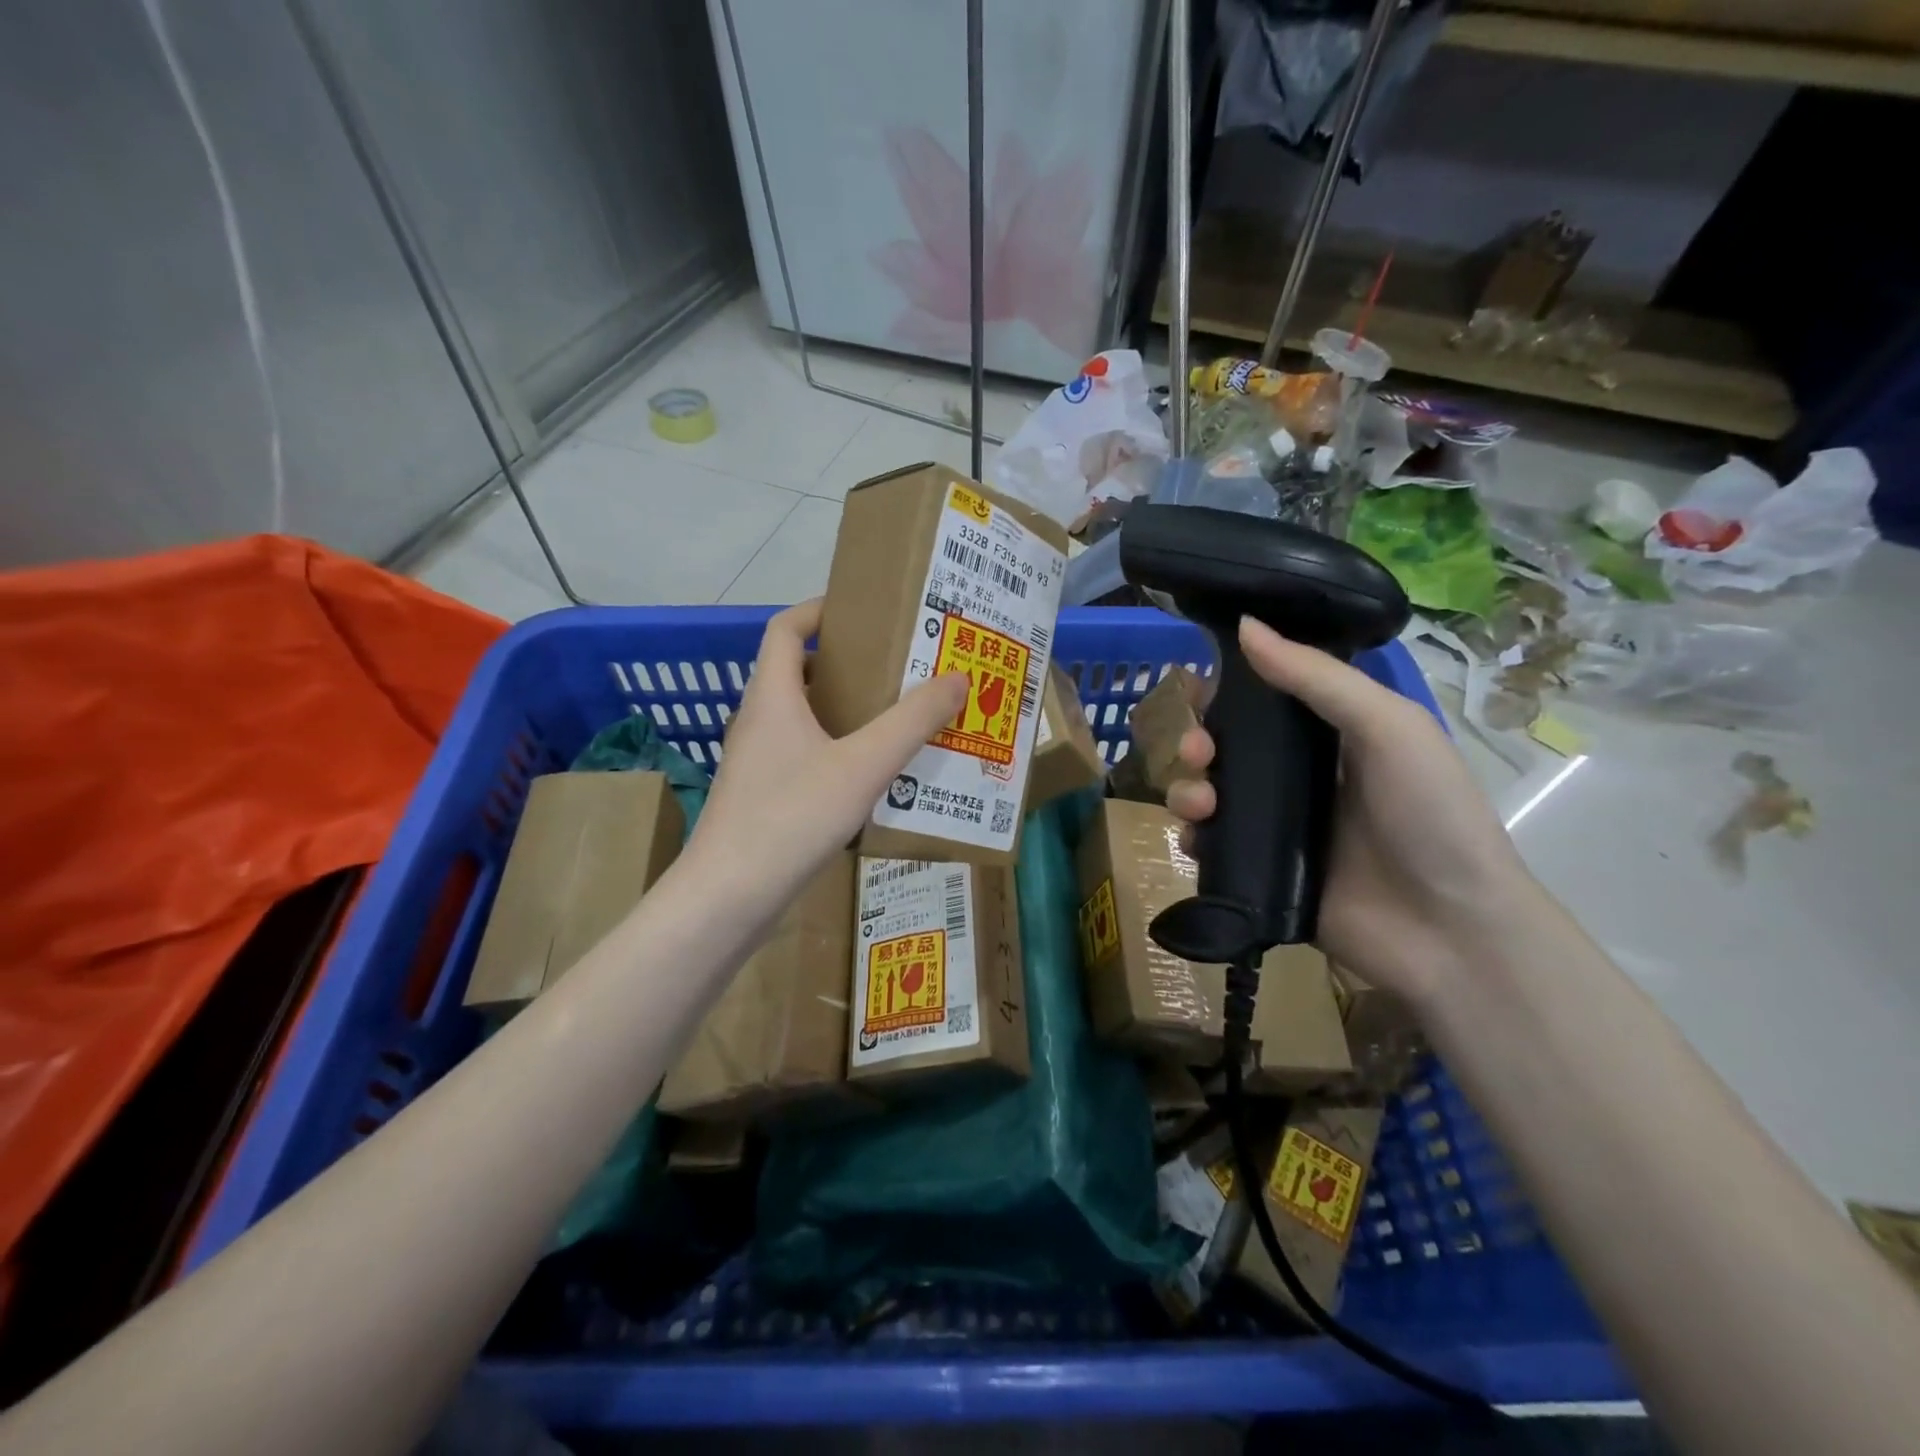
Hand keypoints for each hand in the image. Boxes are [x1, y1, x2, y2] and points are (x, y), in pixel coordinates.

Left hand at [682, 599, 966, 917]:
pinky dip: (837, 751)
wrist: (728, 898)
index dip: (818, 610)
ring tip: (897, 718)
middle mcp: (759, 721)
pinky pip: (805, 756)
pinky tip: (872, 777)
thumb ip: (912, 721)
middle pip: (799, 673)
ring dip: (846, 712)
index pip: (785, 629)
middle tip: (899, 668)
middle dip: (848, 664)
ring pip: (804, 720)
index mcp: (772, 697)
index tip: (862, 609)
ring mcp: (757, 763)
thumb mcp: (863, 765)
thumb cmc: (791, 817)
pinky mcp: (763, 798)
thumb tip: (957, 677)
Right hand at [1166, 617, 1532, 1003]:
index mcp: (1331, 736)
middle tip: (1197, 752)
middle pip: (1226, 748)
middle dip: (1198, 741)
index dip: (1226, 689)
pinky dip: (1195, 839)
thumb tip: (1245, 626)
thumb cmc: (1430, 814)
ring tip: (1199, 804)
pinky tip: (1198, 840)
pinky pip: (1210, 848)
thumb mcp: (1387, 726)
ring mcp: (1277, 828)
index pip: (1264, 700)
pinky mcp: (1260, 874)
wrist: (1448, 930)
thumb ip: (1315, 676)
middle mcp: (1299, 777)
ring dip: (1189, 789)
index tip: (1195, 683)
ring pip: (1211, 795)